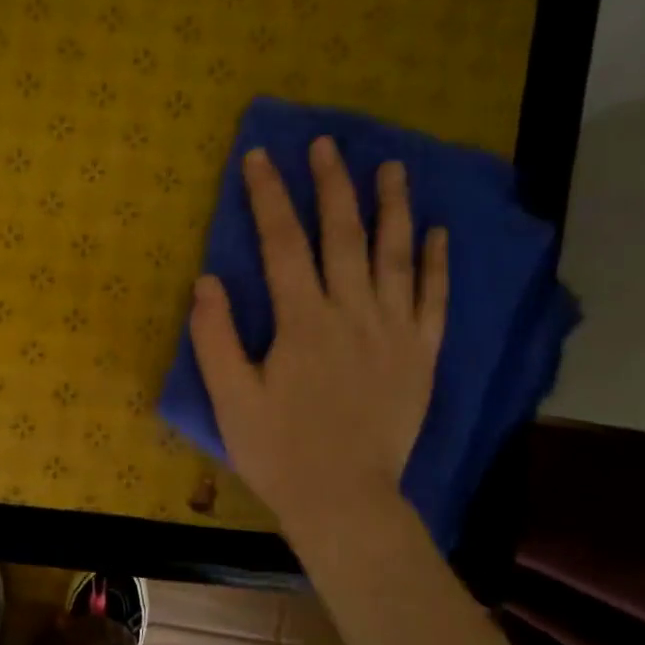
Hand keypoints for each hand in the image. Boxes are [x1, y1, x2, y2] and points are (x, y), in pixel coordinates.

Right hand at [189, 138, 446, 548]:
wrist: (345, 500)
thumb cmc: (279, 452)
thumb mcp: (230, 400)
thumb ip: (215, 338)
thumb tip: (208, 281)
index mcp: (302, 322)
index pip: (282, 244)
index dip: (268, 198)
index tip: (260, 158)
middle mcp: (353, 314)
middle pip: (343, 235)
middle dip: (331, 185)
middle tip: (327, 144)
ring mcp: (394, 332)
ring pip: (396, 256)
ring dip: (392, 207)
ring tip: (392, 167)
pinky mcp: (421, 355)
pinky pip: (434, 299)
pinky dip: (437, 263)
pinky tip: (436, 232)